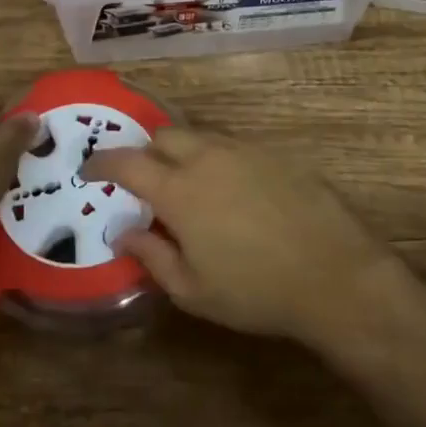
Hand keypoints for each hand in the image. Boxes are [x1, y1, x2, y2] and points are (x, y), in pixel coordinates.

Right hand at [83, 127, 394, 344]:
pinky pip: (234, 146)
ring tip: (191, 189)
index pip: (127, 162)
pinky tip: (234, 193)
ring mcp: (245, 150)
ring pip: (201, 137)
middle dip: (146, 152)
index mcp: (179, 190)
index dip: (102, 163)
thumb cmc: (256, 291)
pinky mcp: (275, 153)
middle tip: (147, 183)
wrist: (335, 274)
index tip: (90, 171)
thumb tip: (122, 234)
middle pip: (164, 135)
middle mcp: (208, 157)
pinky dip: (219, 160)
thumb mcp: (193, 289)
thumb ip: (152, 256)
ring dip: (184, 154)